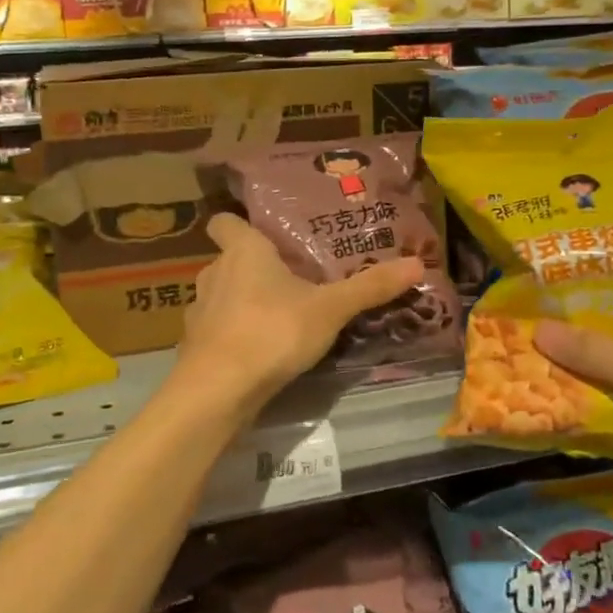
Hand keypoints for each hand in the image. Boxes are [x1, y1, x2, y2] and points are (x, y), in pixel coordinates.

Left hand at [180, 213, 424, 410]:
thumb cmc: (272, 331)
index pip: (224, 221)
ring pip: (222, 295)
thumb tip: (418, 263)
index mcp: (243, 251)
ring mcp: (200, 311)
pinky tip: (259, 351)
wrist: (218, 390)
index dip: (238, 223)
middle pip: (229, 259)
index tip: (261, 231)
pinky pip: (218, 329)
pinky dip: (234, 334)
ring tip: (278, 315)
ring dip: (243, 301)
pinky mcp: (195, 345)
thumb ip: (370, 287)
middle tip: (291, 278)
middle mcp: (214, 273)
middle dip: (254, 267)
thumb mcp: (330, 309)